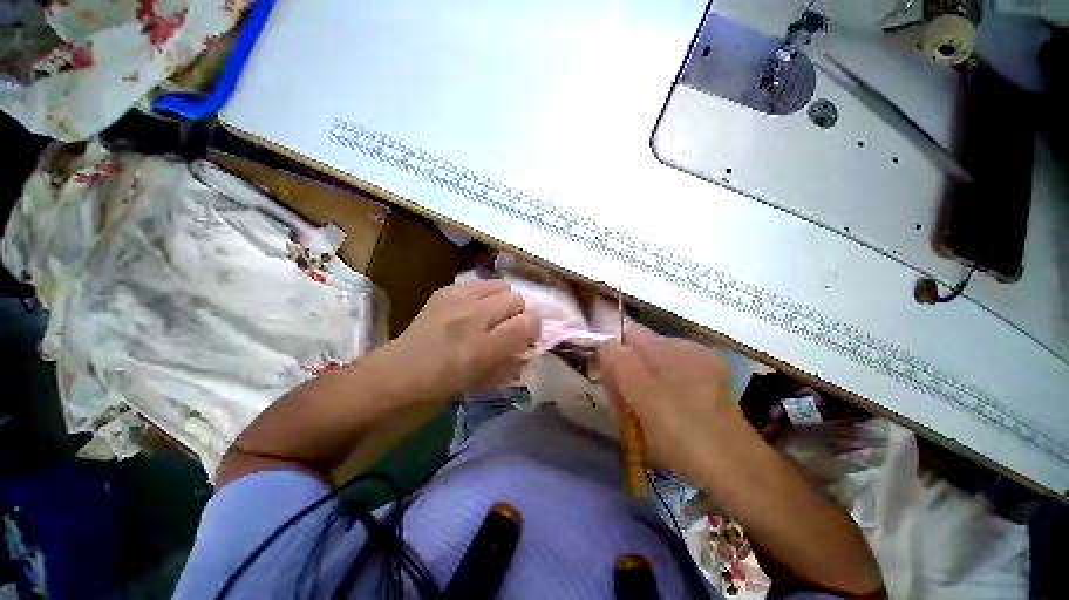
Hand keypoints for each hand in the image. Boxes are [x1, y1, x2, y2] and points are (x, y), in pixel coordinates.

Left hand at [373, 280, 540, 401]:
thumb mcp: (487, 382)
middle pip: (517, 299)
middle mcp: (473, 317)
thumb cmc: (445, 385)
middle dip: (519, 313)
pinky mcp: (446, 290)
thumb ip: (515, 361)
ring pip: (502, 286)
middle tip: (508, 326)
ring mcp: (457, 299)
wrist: (399, 372)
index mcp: (483, 348)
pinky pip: (480, 283)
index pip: (528, 323)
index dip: (534, 328)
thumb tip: (530, 342)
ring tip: (492, 315)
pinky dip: (485, 294)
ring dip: (503, 301)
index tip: (528, 336)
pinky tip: (473, 309)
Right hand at [599, 324, 739, 478]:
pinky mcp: (708, 385)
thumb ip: (620, 362)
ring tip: (641, 418)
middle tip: (623, 407)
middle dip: (626, 374)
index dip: (613, 353)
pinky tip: (661, 417)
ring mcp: (700, 366)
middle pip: (640, 351)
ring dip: (639, 387)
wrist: (737, 470)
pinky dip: (658, 394)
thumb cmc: (683, 432)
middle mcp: (685, 348)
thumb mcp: (643, 395)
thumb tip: (607, 343)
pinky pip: (669, 380)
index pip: (628, 333)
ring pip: (653, 368)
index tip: (611, 382)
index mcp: (669, 347)